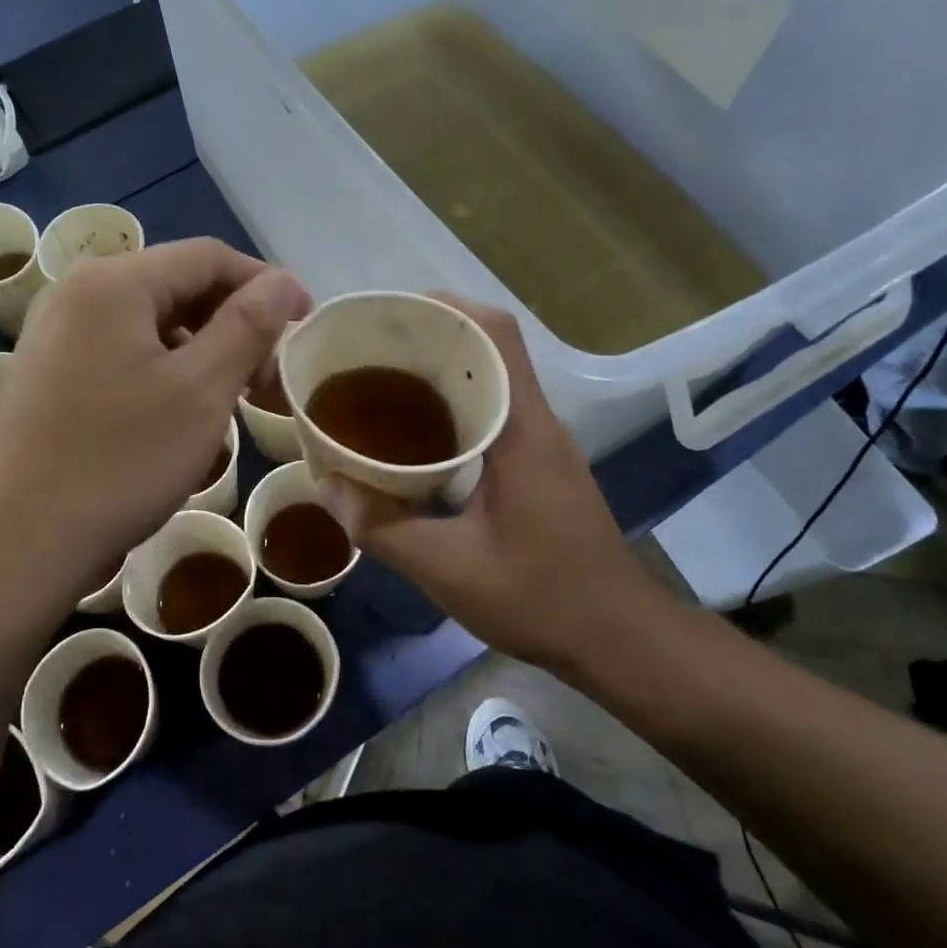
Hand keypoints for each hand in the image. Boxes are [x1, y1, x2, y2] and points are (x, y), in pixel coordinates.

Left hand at [0, 238, 310, 608]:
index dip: (265, 284)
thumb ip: (248, 326)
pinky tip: (181, 410)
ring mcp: (54, 332)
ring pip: (149, 321)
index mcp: (113, 282)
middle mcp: (76, 291)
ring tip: (232, 396)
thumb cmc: (121, 462)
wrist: (19, 543)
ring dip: (201, 348)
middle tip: (269, 376)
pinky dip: (163, 367)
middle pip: (176, 285)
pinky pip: (120, 349)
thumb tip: (283, 281)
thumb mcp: (201, 391)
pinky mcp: (46, 371)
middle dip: (233, 321)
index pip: (208, 257)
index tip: (305, 324)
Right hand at [318, 298, 658, 667]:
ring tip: (379, 382)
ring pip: (491, 379)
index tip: (388, 318)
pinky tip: (414, 436)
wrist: (620, 639)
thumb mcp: (449, 570)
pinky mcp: (539, 464)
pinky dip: (452, 406)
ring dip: (440, 370)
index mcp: (522, 430)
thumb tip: (326, 486)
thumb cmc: (542, 599)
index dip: (444, 308)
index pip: (495, 335)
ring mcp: (542, 443)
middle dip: (429, 336)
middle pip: (488, 347)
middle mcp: (536, 422)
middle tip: (367, 351)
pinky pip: (493, 412)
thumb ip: (383, 528)